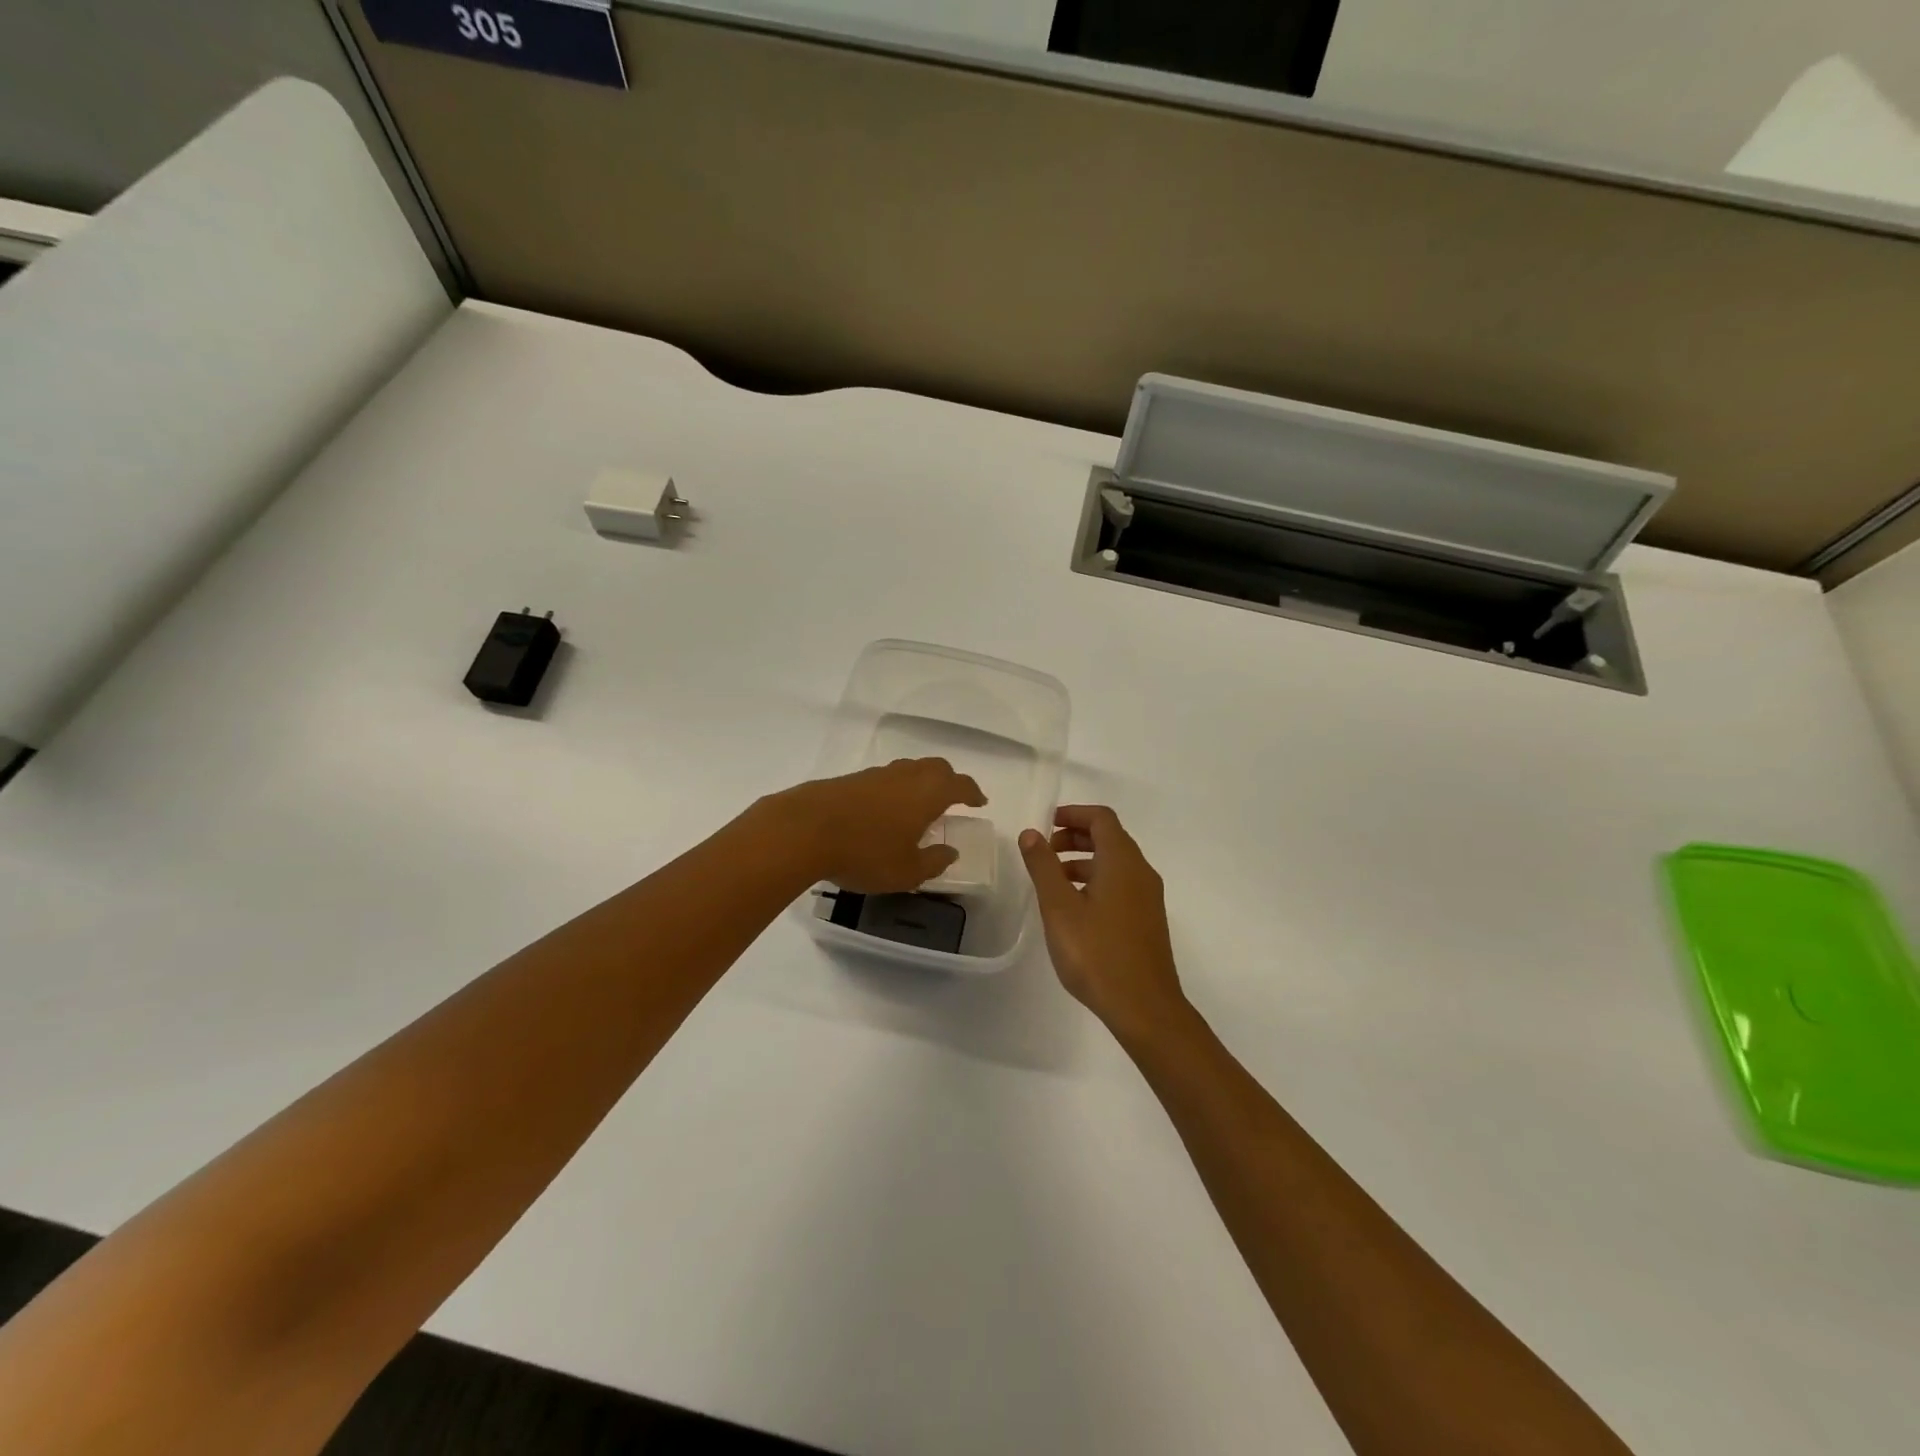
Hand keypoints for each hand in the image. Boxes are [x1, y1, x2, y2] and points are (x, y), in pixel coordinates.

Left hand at [762, 758, 986, 892]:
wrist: (804, 830)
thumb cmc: (866, 852)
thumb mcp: (907, 871)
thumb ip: (934, 861)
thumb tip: (950, 851)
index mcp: (928, 793)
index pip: (960, 785)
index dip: (972, 792)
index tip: (979, 802)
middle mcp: (906, 776)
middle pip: (935, 768)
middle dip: (948, 780)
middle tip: (953, 798)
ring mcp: (876, 775)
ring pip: (908, 770)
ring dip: (919, 783)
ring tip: (919, 805)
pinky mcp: (850, 780)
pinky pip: (884, 779)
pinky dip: (894, 790)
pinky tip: (885, 811)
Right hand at [1019, 806, 1187, 1044]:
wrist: (1144, 1007)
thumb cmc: (1097, 953)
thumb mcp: (1059, 907)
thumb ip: (1043, 866)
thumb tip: (1031, 833)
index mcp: (1122, 861)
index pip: (1101, 819)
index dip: (1073, 814)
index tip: (1046, 824)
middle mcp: (1141, 872)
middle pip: (1110, 838)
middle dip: (1076, 836)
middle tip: (1045, 850)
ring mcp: (1148, 897)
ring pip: (1115, 863)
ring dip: (1084, 861)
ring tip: (1053, 880)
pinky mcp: (1148, 920)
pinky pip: (1121, 885)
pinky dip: (1096, 881)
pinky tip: (1075, 908)